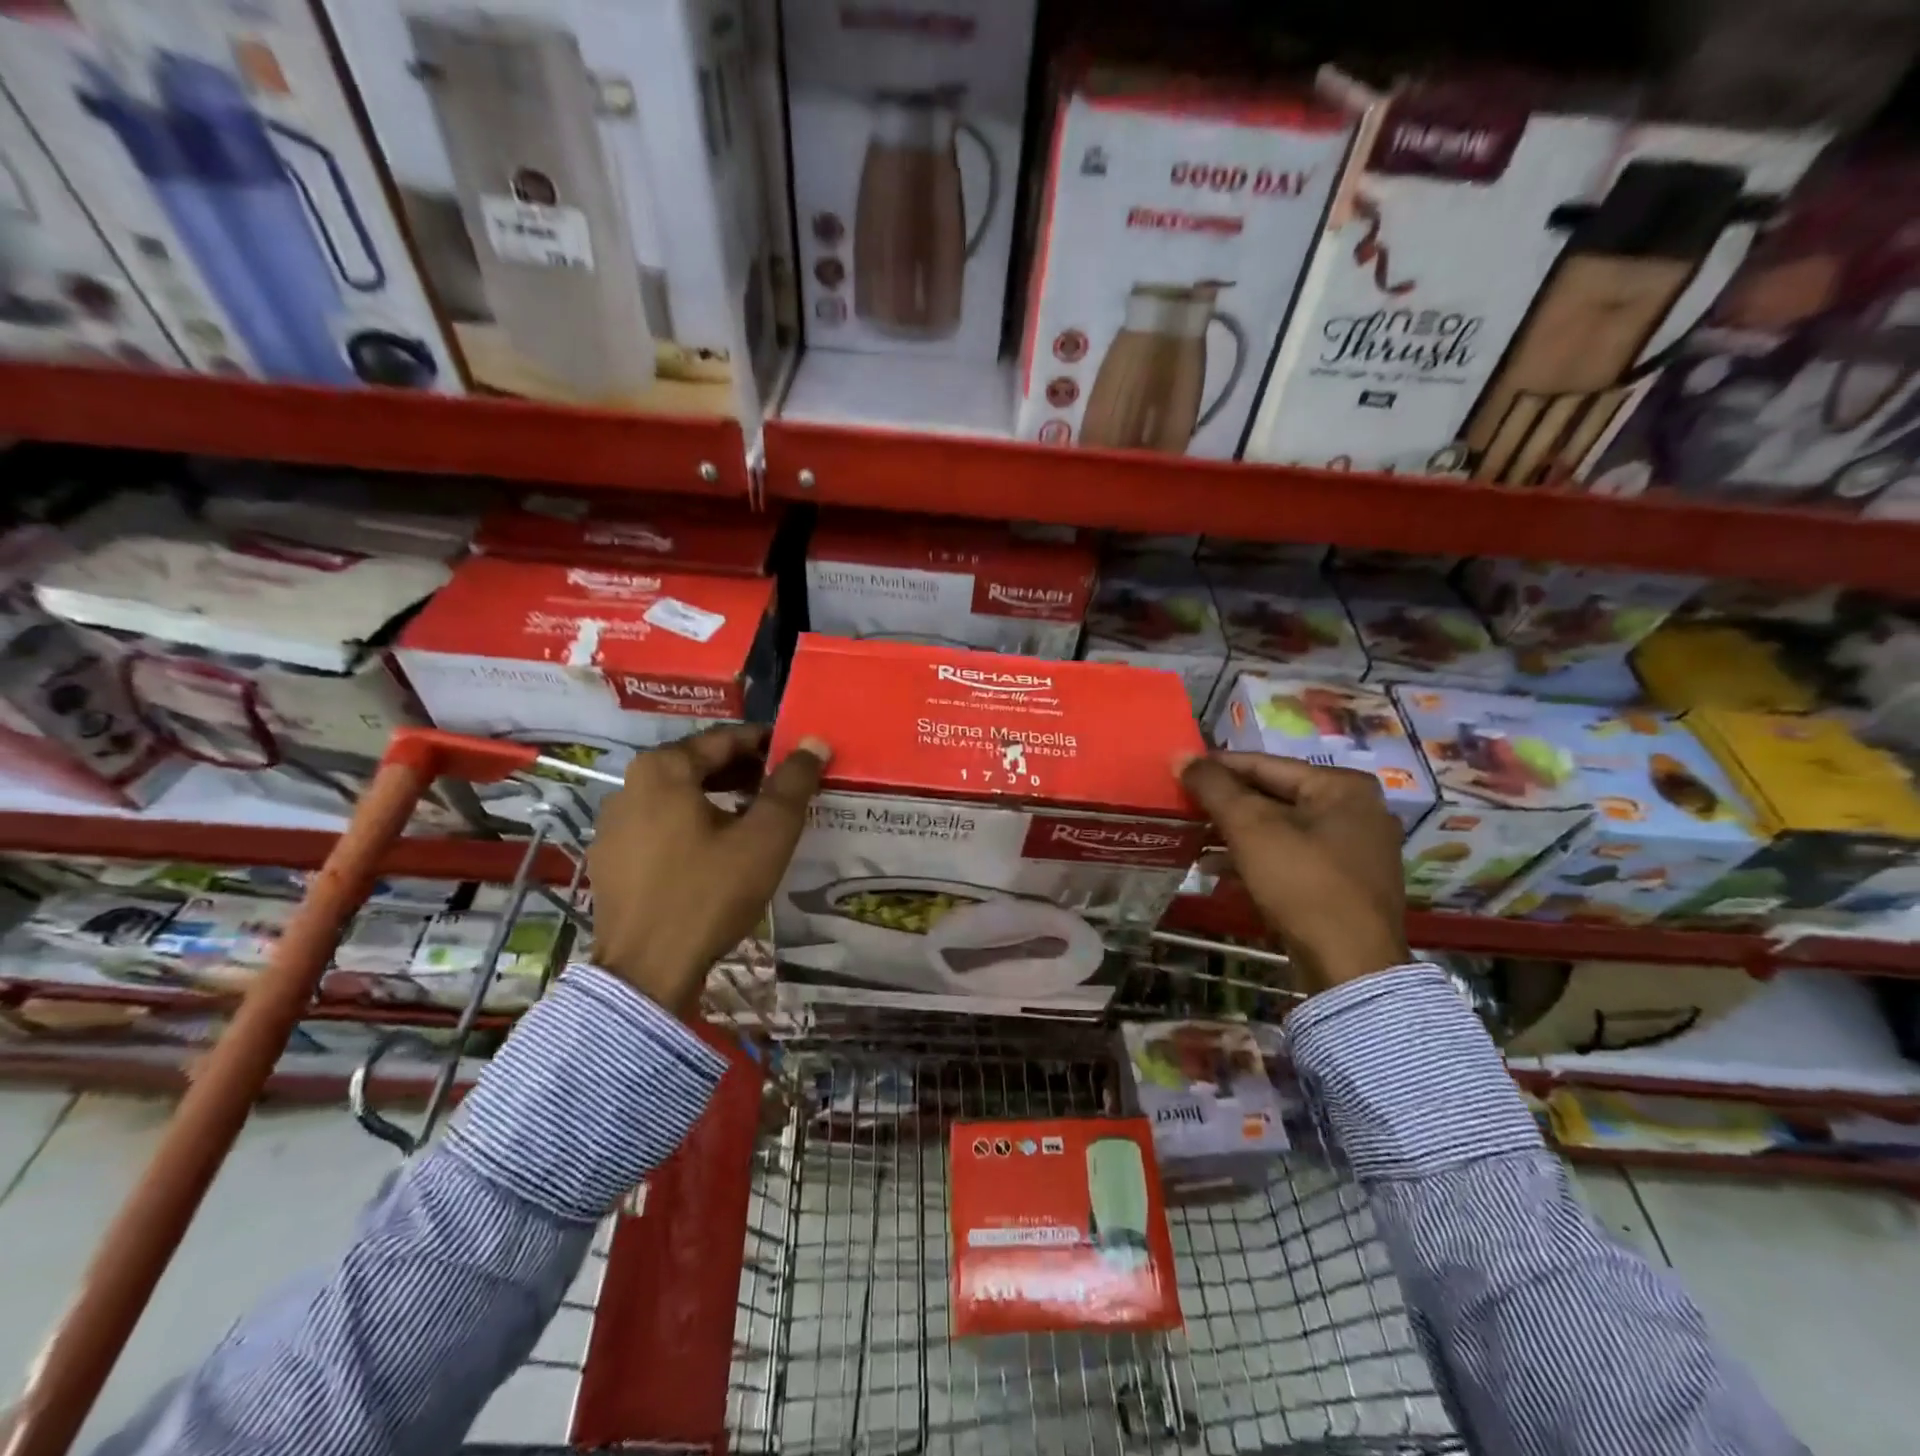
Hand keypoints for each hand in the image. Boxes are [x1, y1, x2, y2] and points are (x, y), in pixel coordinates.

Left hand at [588, 724, 829, 1014]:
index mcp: (662, 769)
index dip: (767, 744)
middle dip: (744, 772)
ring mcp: (613, 825)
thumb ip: (792, 784)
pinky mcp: (610, 860)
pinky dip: (692, 826)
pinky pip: (660, 826)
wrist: (647, 972)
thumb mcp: (765, 836)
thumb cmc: (709, 893)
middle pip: (698, 765)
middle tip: (784, 789)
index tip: (798, 758)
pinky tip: (717, 852)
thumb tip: (813, 743)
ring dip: (719, 799)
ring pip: (679, 797)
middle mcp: (628, 787)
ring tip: (757, 819)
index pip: (724, 739)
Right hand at [1177, 751, 1408, 993]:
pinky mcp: (1344, 884)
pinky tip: (1216, 869)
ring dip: (1234, 833)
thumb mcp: (1250, 828)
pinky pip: (1291, 856)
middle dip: (1225, 804)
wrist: (1350, 966)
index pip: (1265, 764)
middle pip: (1273, 796)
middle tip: (1183, 805)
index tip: (1179, 770)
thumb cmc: (1302, 882)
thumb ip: (1214, 787)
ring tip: (1193, 838)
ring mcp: (1354, 850)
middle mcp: (1356, 810)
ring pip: (1280, 828)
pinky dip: (1255, 858)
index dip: (1217, 767)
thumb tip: (1181, 756)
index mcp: (1342, 786)